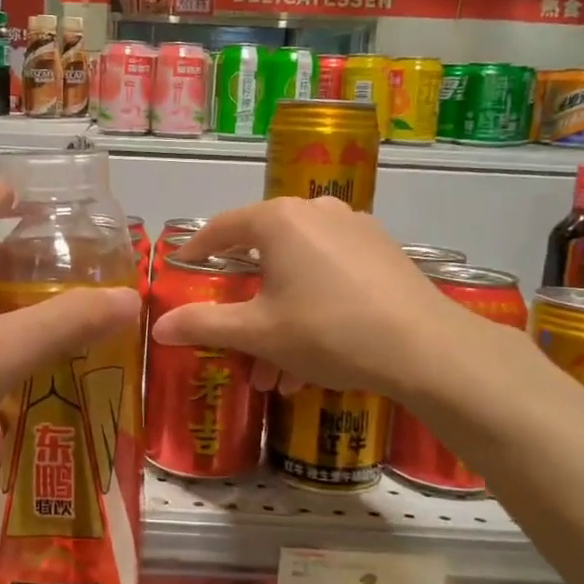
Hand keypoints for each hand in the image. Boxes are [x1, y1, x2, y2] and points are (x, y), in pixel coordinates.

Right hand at [151, 196, 500, 404]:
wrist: (426, 349)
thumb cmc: (327, 331)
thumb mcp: (257, 332)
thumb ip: (204, 324)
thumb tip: (157, 327)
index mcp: (279, 219)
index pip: (221, 228)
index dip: (195, 252)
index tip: (179, 272)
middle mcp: (315, 211)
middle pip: (262, 255)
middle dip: (245, 307)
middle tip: (234, 342)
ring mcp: (354, 229)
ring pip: (298, 272)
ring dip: (279, 319)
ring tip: (277, 372)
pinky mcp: (382, 252)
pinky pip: (330, 275)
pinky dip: (311, 308)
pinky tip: (314, 357)